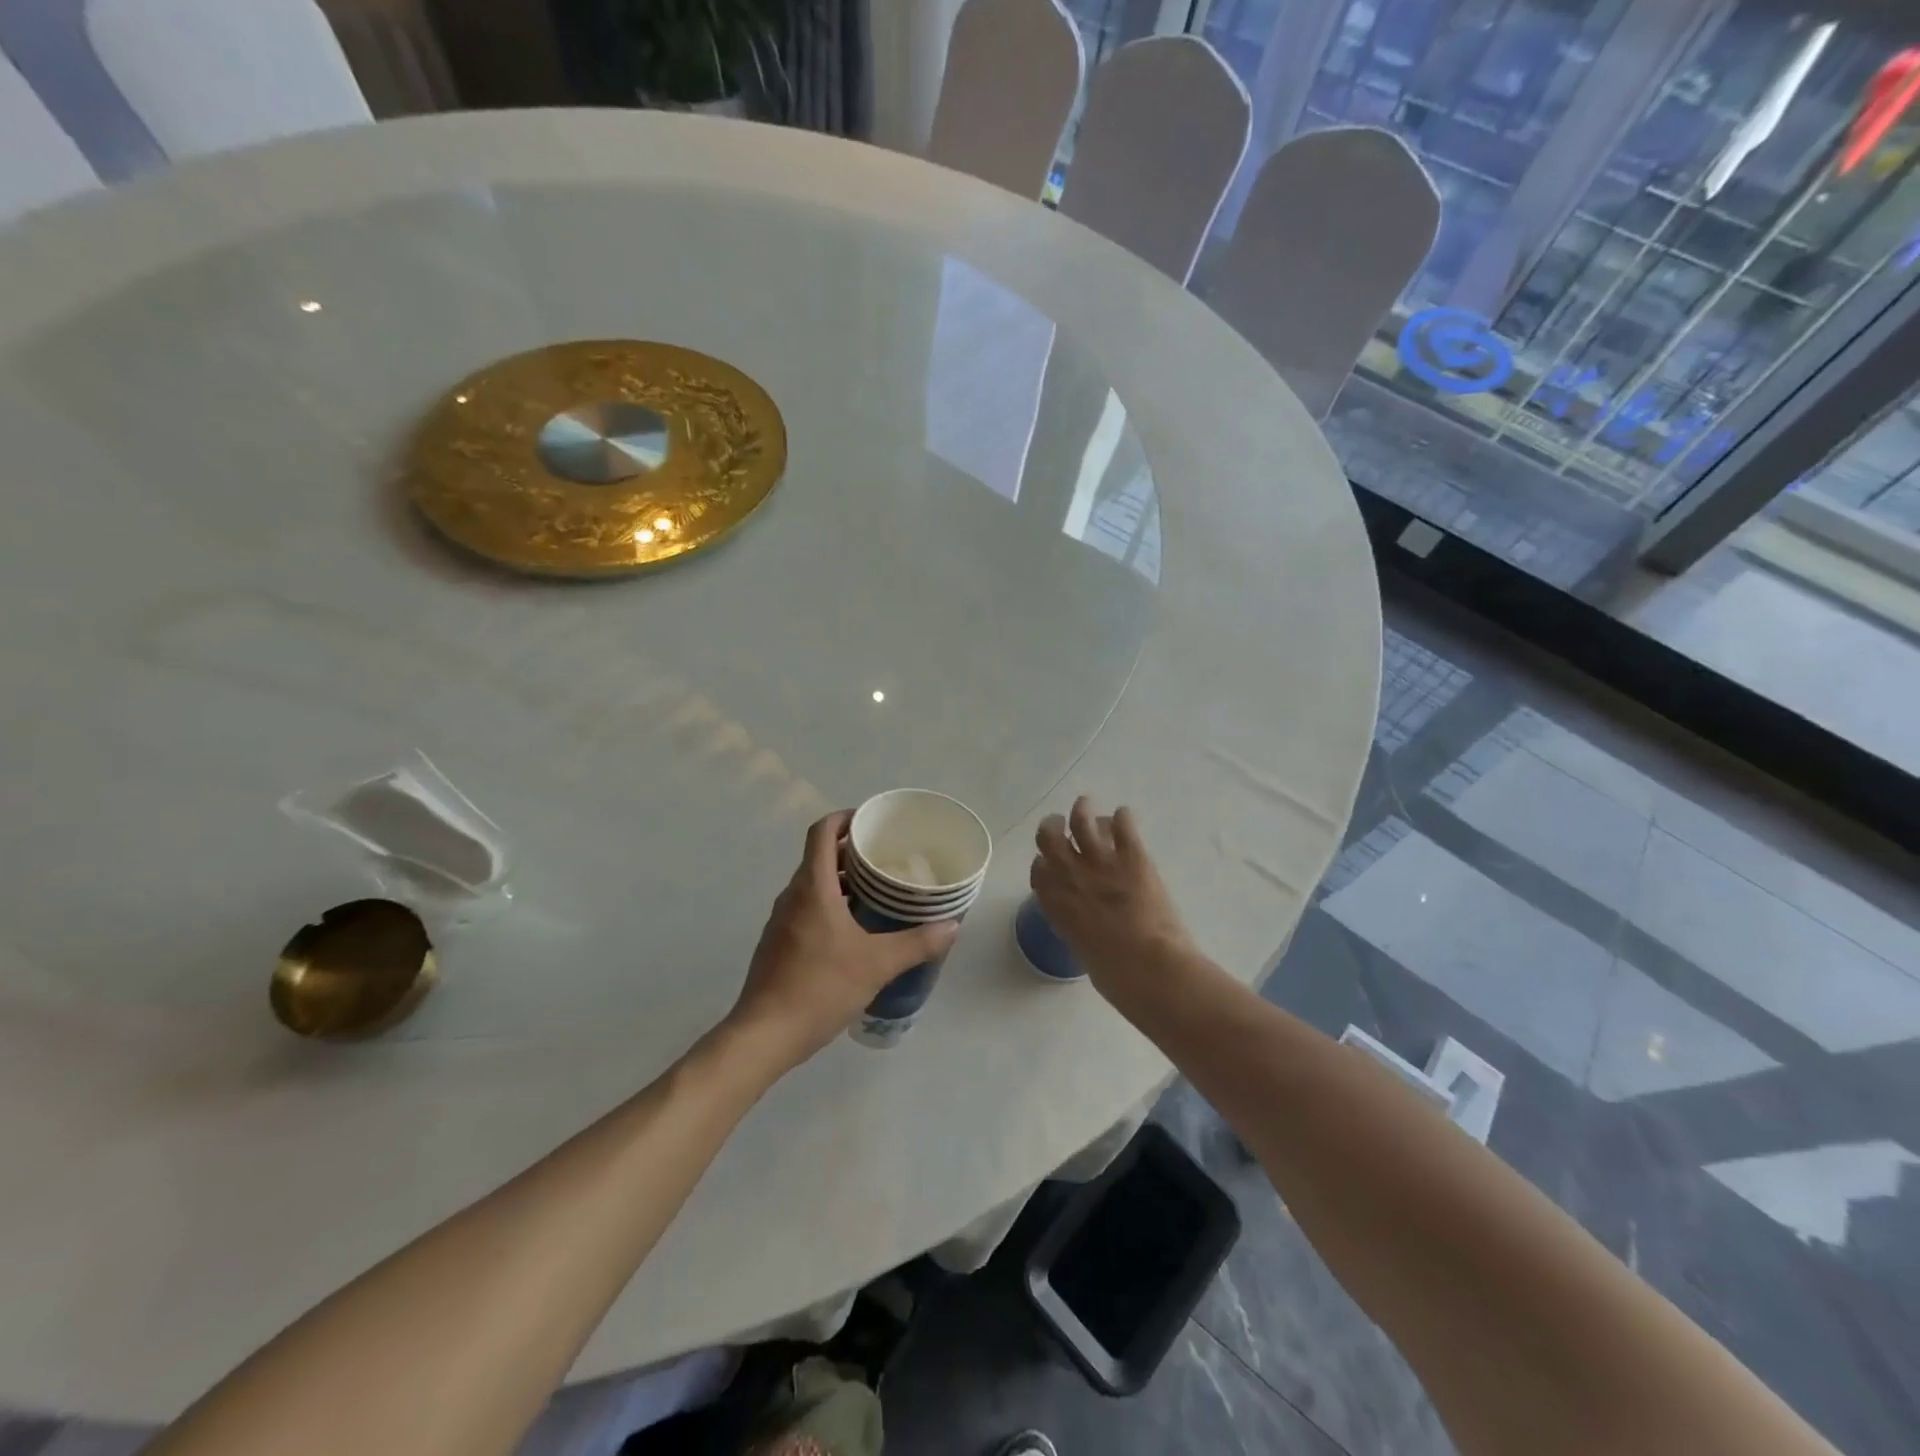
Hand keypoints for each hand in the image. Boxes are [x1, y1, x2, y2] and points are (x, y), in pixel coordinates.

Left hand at [727, 811, 957, 1069]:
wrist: (764, 1035)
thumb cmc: (819, 987)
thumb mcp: (876, 964)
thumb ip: (916, 943)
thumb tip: (951, 927)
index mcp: (812, 887)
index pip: (822, 832)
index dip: (845, 818)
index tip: (871, 821)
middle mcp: (792, 896)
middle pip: (819, 857)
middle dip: (851, 851)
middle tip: (887, 857)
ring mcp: (781, 921)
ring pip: (813, 885)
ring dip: (842, 880)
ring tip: (877, 892)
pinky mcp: (779, 944)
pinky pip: (807, 908)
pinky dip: (830, 905)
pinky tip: (854, 930)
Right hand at [1030, 797, 1193, 993]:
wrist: (1149, 967)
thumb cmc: (1116, 976)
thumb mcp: (1083, 952)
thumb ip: (1079, 931)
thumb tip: (1090, 930)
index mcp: (1055, 903)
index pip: (1038, 870)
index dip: (1043, 863)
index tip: (1048, 862)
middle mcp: (1070, 876)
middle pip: (1050, 837)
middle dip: (1052, 827)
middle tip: (1059, 823)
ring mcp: (1100, 861)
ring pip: (1082, 819)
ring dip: (1082, 810)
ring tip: (1085, 805)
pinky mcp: (1132, 856)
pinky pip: (1123, 824)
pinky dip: (1123, 817)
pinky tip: (1125, 815)